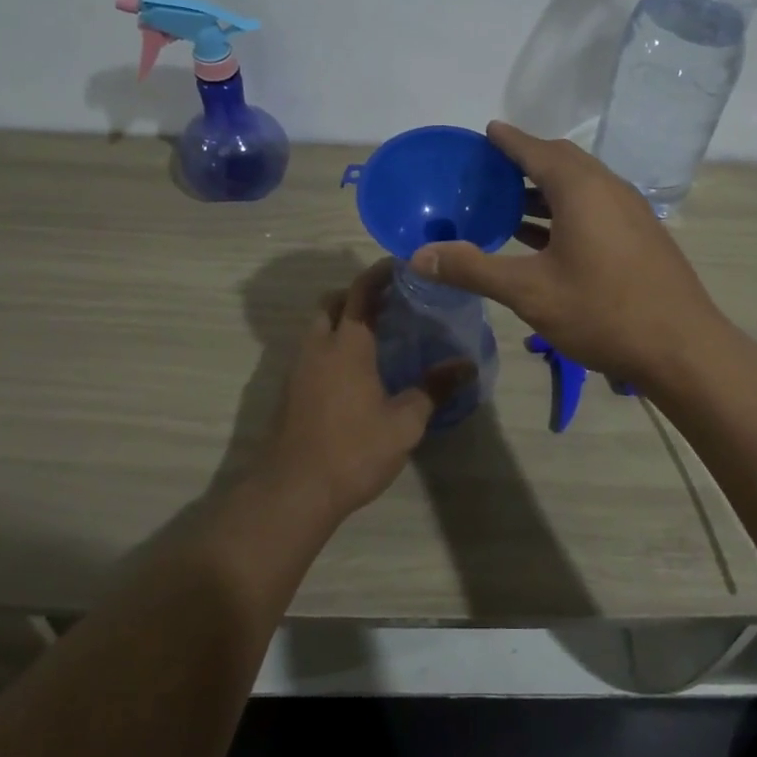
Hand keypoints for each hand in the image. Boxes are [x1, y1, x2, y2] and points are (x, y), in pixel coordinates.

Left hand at [260, 259, 474, 521]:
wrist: (294, 491)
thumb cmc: (353, 451)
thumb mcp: (404, 423)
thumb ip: (434, 389)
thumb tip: (466, 365)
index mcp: (347, 345)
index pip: (361, 291)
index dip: (380, 273)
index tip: (401, 265)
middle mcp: (319, 347)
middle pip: (333, 302)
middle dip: (358, 293)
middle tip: (391, 301)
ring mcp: (299, 368)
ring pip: (319, 326)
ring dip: (343, 319)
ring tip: (377, 334)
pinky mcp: (290, 390)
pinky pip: (313, 350)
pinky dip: (333, 343)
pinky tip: (356, 369)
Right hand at [408, 121, 726, 386]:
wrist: (683, 348)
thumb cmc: (602, 312)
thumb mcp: (529, 292)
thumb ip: (473, 269)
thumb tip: (418, 257)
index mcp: (581, 189)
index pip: (536, 149)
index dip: (508, 140)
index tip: (486, 132)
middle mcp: (609, 188)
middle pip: (562, 161)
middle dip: (526, 160)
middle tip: (491, 171)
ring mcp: (630, 211)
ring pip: (581, 186)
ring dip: (545, 189)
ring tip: (509, 203)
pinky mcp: (641, 235)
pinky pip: (595, 207)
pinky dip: (565, 210)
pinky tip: (546, 238)